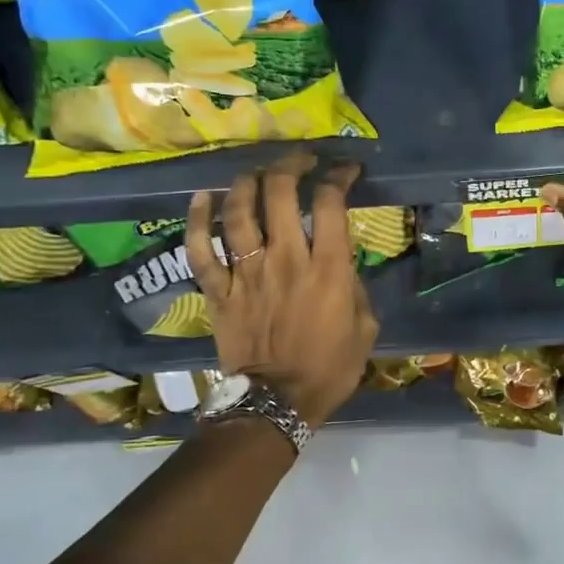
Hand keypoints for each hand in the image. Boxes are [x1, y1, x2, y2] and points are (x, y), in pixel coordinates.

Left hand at [188, 153, 379, 428]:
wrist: (277, 404)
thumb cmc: (330, 368)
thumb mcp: (365, 328)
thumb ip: (356, 288)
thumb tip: (342, 265)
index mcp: (328, 269)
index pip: (330, 203)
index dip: (338, 176)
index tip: (344, 170)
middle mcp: (286, 260)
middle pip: (280, 194)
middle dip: (290, 165)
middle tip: (298, 159)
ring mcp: (247, 273)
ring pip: (239, 213)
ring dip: (246, 183)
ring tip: (255, 172)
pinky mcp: (219, 291)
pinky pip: (201, 250)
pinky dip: (198, 221)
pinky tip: (202, 199)